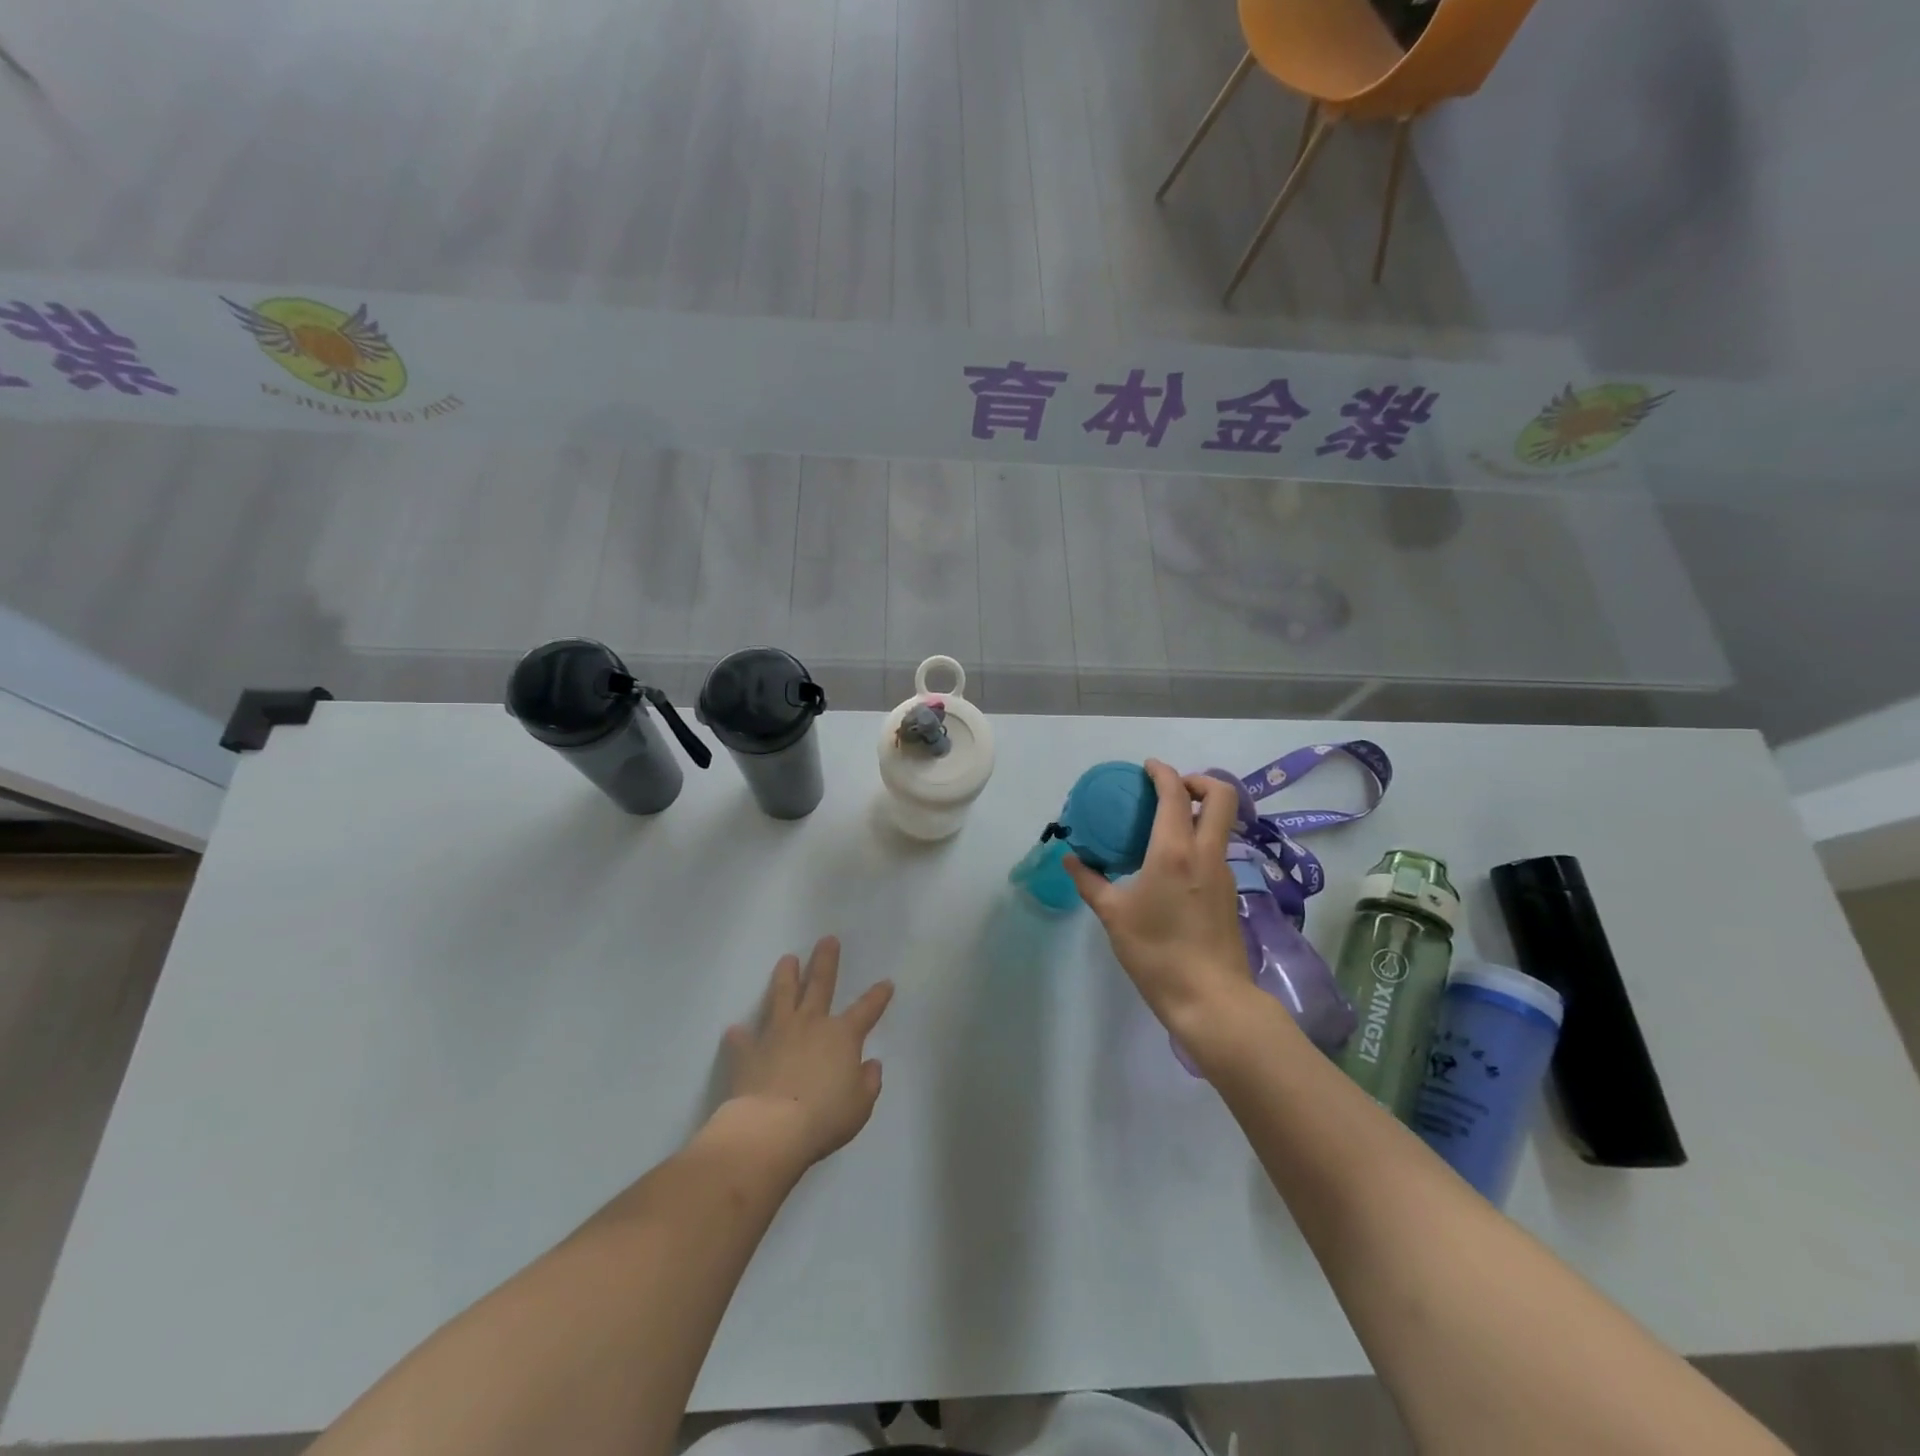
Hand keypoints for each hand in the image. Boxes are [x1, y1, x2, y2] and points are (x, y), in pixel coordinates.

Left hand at [719, 937, 893, 1169]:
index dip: (878, 996)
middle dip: (825, 961)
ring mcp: (777, 1034)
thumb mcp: (860, 1105)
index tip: (886, 982)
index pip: (867, 1009)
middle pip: (820, 985)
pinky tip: (736, 1031)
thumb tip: (871, 1064)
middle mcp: (810, 1024)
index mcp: (842, 1036)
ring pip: (782, 996)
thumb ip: (868, 1082)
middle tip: (827, 940)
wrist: (771, 1129)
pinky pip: (743, 1040)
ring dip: (786, 976)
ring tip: (787, 959)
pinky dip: (740, 1036)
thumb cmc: (824, 1117)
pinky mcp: (749, 1052)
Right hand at [1065, 760, 1257, 1058]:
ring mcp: (1224, 872)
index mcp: (1175, 851)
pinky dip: (1199, 838)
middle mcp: (1206, 853)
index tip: (1147, 767)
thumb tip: (1070, 859)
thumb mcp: (1114, 915)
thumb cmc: (1156, 952)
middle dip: (1197, 781)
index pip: (1175, 794)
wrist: (1210, 998)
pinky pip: (1216, 848)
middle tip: (1169, 789)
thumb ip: (1090, 881)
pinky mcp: (1230, 892)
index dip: (1162, 772)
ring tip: (1165, 825)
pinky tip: (1173, 863)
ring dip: (1199, 811)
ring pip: (1222, 823)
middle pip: (1221, 796)